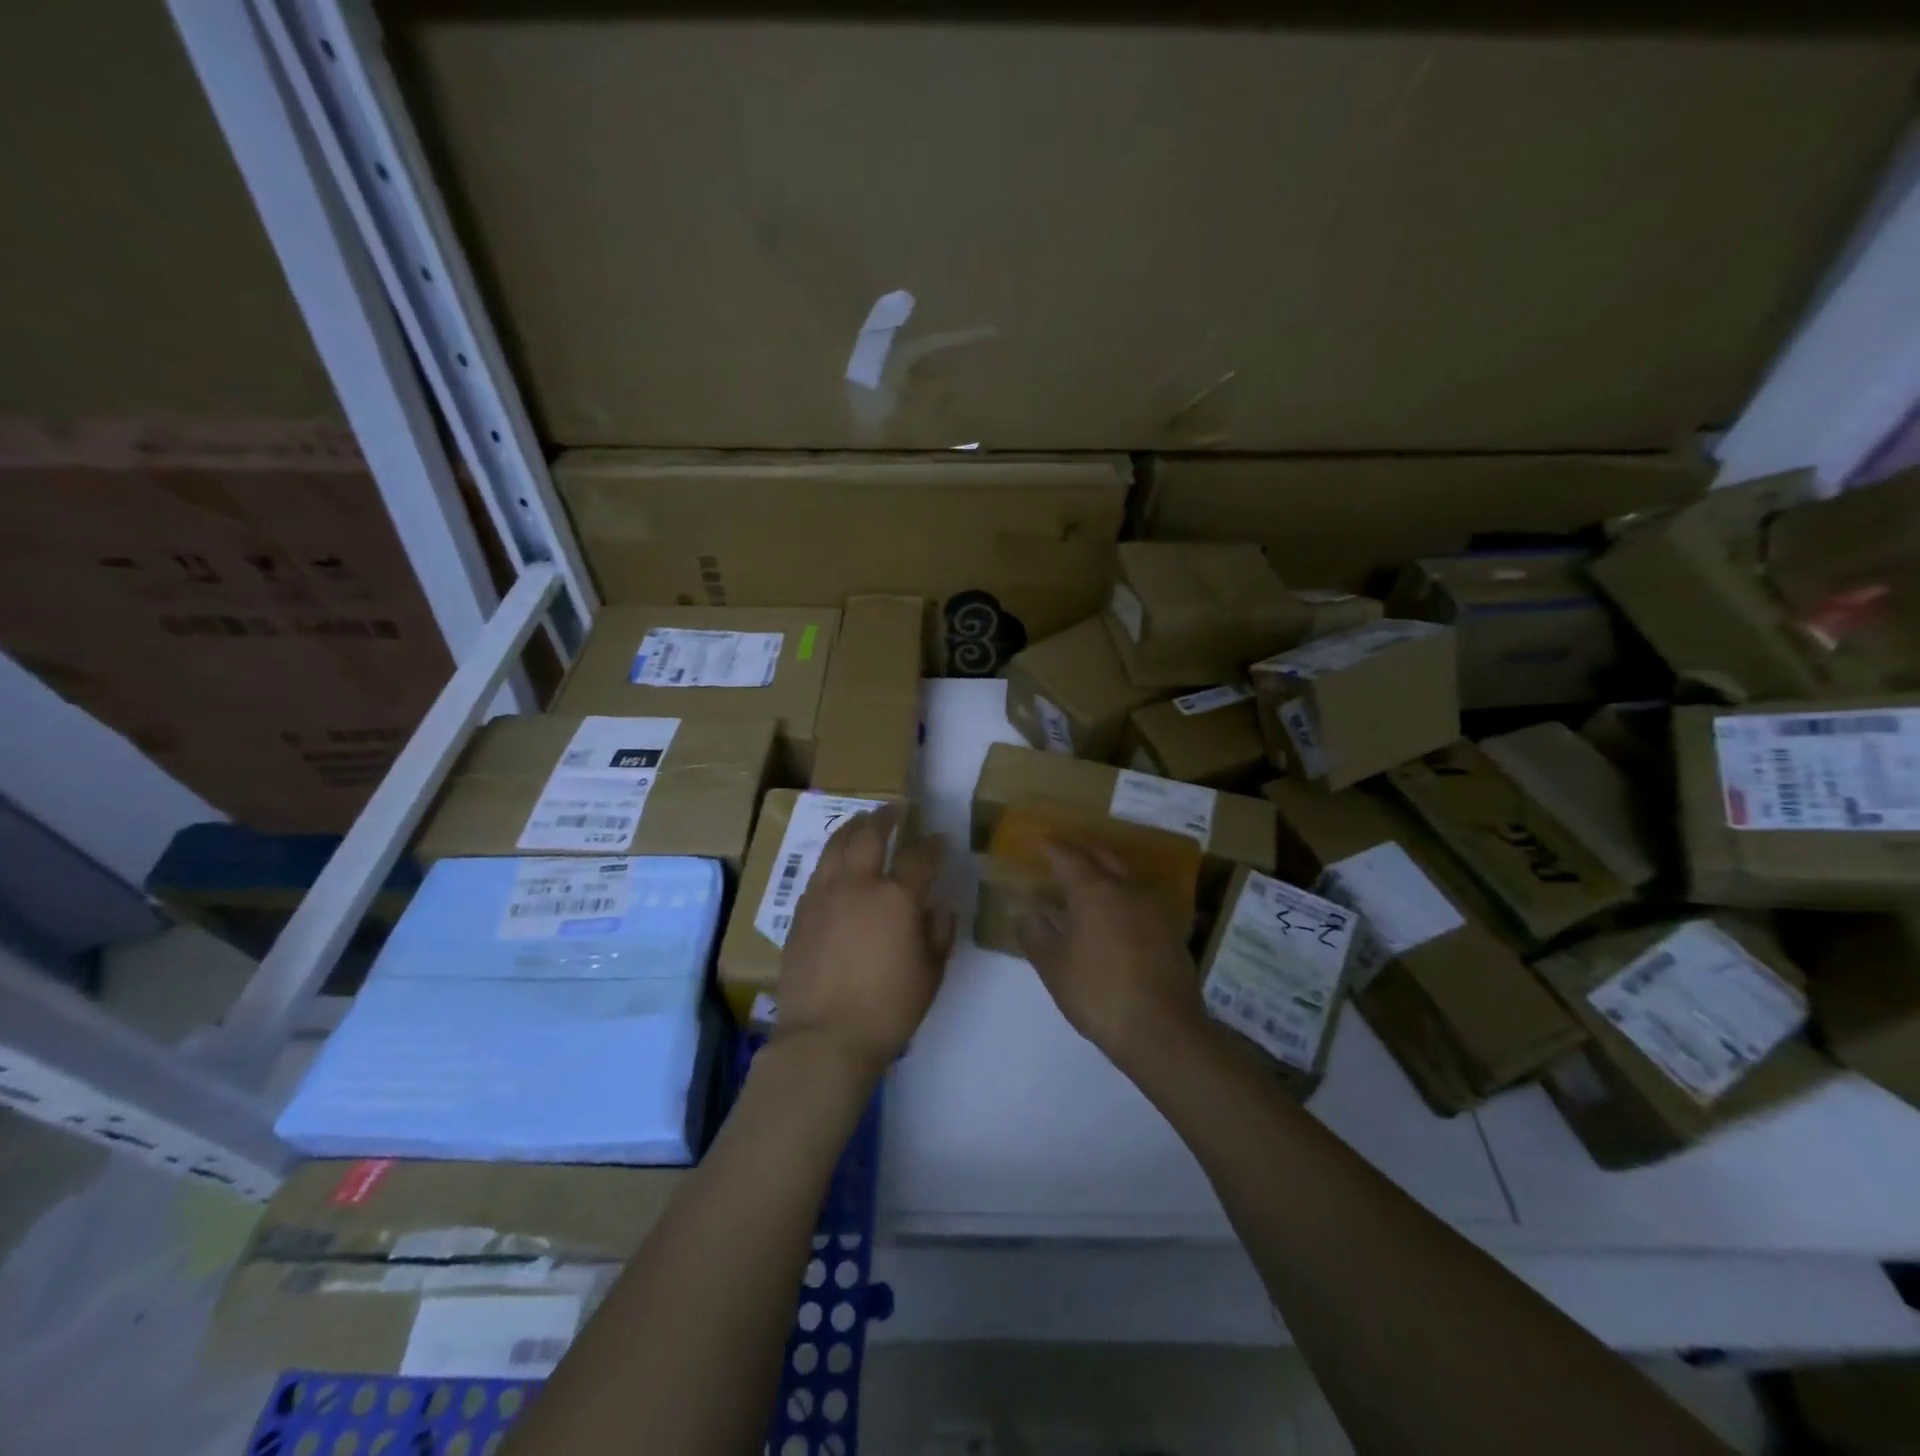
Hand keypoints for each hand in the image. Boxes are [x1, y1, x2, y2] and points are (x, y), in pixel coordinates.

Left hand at [772, 804, 953, 1077]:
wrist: (824, 1038)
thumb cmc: (888, 1009)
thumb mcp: (931, 974)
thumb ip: (939, 932)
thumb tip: (939, 906)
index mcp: (896, 898)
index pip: (919, 857)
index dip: (933, 845)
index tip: (939, 839)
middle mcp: (858, 885)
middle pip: (869, 834)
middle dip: (884, 816)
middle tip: (894, 809)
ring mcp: (823, 895)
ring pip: (836, 845)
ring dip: (853, 827)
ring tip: (862, 821)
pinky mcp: (800, 912)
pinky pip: (818, 871)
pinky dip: (832, 857)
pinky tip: (837, 862)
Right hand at [1013, 841, 1206, 1070]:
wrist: (1162, 1030)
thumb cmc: (1098, 994)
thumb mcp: (1053, 966)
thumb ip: (1034, 931)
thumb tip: (1023, 907)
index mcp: (1095, 891)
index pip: (1068, 857)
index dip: (1052, 848)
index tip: (1039, 841)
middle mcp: (1128, 889)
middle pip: (1102, 857)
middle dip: (1081, 851)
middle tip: (1063, 852)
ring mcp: (1155, 908)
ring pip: (1126, 876)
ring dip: (1105, 871)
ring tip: (1087, 881)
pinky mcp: (1172, 929)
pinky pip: (1140, 898)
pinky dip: (1122, 895)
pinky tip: (1114, 912)